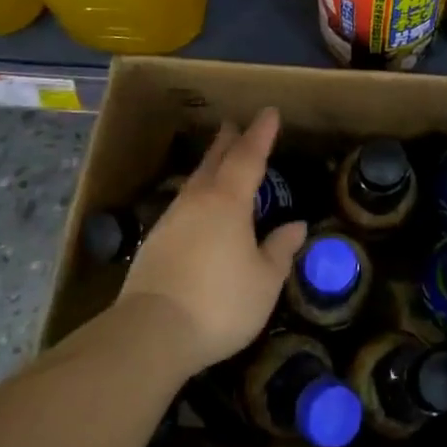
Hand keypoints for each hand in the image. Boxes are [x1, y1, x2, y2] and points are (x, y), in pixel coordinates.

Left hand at [119, 109, 306, 373]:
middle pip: (215, 161)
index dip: (261, 134)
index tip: (269, 112)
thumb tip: (296, 225)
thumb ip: (280, 250)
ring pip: (195, 181)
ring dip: (210, 165)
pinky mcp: (154, 243)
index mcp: (228, 202)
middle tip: (234, 124)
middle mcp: (198, 201)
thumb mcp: (264, 281)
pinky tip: (198, 207)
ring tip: (218, 159)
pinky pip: (183, 204)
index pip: (249, 157)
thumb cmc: (219, 303)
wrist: (150, 334)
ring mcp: (172, 220)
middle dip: (228, 141)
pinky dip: (197, 194)